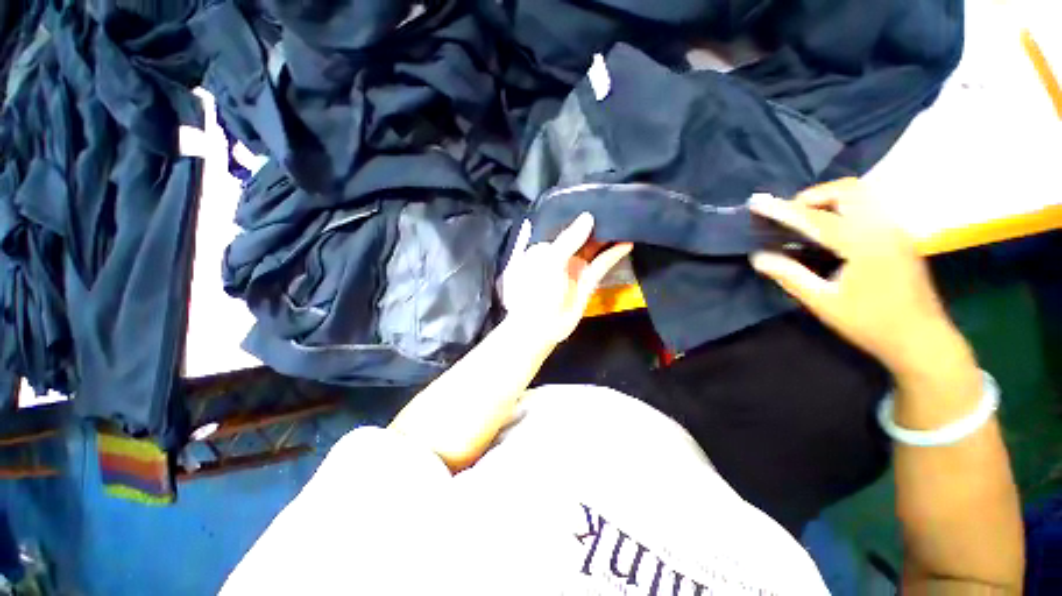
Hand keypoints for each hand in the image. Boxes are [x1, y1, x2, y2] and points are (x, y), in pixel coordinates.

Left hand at [500, 213, 632, 346]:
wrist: (539, 327)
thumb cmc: (535, 290)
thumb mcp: (549, 260)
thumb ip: (568, 239)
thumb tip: (588, 217)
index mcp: (543, 248)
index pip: (561, 225)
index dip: (575, 215)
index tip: (593, 198)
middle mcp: (560, 256)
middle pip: (579, 236)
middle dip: (595, 224)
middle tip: (615, 206)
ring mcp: (574, 269)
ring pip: (593, 248)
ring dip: (607, 237)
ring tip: (625, 220)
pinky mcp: (587, 281)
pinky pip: (602, 264)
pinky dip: (613, 254)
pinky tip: (627, 242)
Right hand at [749, 179, 970, 379]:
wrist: (922, 340)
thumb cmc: (870, 324)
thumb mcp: (823, 302)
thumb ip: (789, 276)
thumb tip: (758, 257)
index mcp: (864, 244)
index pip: (816, 219)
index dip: (783, 210)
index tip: (757, 202)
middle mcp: (883, 228)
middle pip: (848, 190)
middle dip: (813, 196)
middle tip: (789, 214)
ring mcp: (895, 230)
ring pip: (861, 196)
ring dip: (829, 199)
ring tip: (805, 219)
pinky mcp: (899, 237)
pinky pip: (869, 207)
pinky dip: (843, 208)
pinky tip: (830, 230)